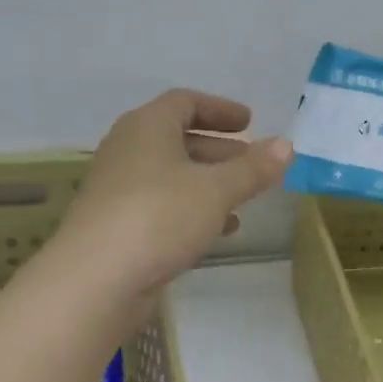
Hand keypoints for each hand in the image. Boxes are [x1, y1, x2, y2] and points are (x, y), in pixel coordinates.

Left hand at [54, 90, 292, 298]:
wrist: (96, 279)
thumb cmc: (158, 216)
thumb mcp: (216, 190)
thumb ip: (253, 168)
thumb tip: (286, 145)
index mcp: (147, 127)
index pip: (185, 102)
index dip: (220, 109)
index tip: (250, 122)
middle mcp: (128, 150)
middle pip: (178, 138)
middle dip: (219, 150)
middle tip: (254, 162)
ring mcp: (119, 189)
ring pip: (172, 176)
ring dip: (208, 183)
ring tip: (244, 199)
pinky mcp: (118, 225)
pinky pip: (162, 206)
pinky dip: (192, 210)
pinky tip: (219, 230)